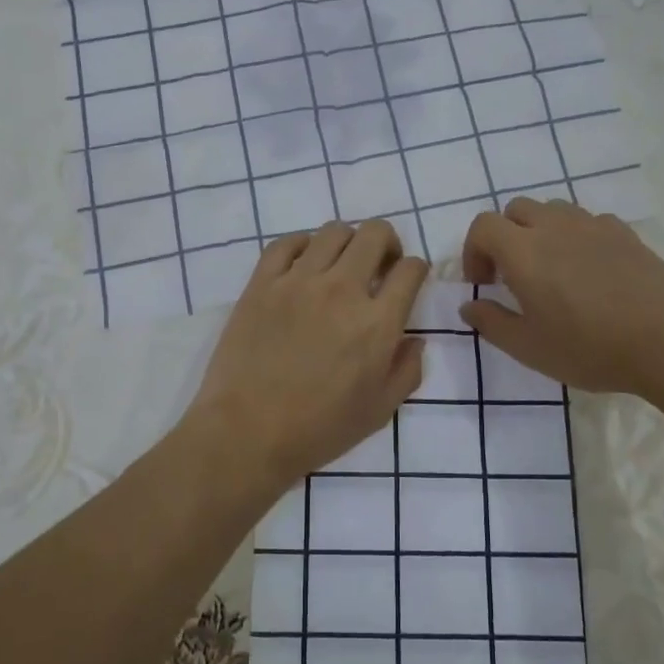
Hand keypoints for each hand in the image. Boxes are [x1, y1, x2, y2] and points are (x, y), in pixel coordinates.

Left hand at [186, 220, 428, 491]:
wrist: (248, 433)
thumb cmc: (318, 430)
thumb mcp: (380, 411)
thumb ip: (407, 371)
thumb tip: (414, 340)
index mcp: (377, 323)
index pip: (410, 270)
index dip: (416, 269)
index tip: (408, 279)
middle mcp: (342, 290)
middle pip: (375, 234)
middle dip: (387, 243)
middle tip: (379, 264)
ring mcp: (298, 281)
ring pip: (333, 231)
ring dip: (347, 241)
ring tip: (340, 263)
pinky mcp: (262, 283)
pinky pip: (286, 243)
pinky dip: (302, 244)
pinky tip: (303, 263)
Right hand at [460, 199, 663, 396]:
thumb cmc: (589, 348)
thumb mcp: (528, 347)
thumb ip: (491, 323)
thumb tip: (468, 306)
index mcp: (524, 251)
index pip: (484, 226)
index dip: (474, 250)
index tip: (484, 283)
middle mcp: (554, 227)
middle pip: (516, 209)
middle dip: (505, 236)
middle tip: (512, 275)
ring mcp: (593, 225)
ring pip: (553, 210)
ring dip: (540, 231)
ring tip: (551, 269)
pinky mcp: (625, 233)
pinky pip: (589, 221)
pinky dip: (577, 236)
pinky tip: (589, 270)